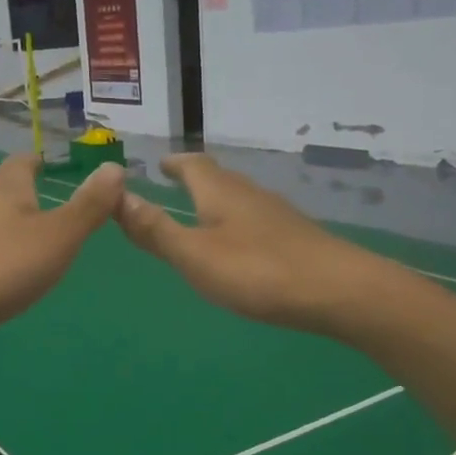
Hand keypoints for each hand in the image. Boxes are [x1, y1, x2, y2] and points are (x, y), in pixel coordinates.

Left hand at [0, 154, 123, 341]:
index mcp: (5, 192)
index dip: (32, 162)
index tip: (42, 163)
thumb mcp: (60, 237)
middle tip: (31, 200)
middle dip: (10, 190)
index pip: (18, 164)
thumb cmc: (5, 268)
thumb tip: (114, 167)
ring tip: (2, 226)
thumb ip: (88, 206)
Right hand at [116, 154, 384, 333]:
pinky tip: (241, 243)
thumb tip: (117, 195)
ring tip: (203, 211)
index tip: (161, 163)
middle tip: (176, 182)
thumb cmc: (257, 271)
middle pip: (219, 177)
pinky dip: (238, 221)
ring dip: (218, 199)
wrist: (338, 290)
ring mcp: (277, 215)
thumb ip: (156, 230)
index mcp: (220, 193)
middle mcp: (249, 195)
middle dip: (196, 178)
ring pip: (240, 197)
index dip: (175, 164)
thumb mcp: (195, 255)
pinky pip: (257, 219)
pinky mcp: (296, 237)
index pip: (193, 166)